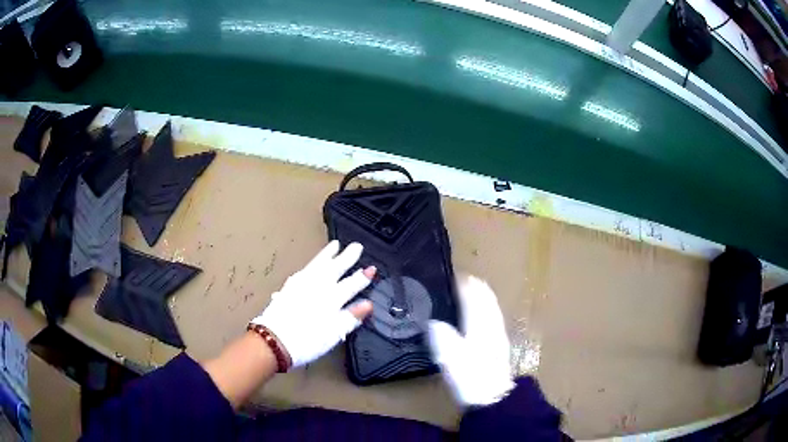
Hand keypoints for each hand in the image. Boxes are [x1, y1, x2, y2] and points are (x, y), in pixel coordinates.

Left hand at [251, 241, 375, 367]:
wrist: (274, 341)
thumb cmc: (307, 341)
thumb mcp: (334, 333)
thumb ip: (351, 317)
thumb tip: (368, 305)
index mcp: (331, 300)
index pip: (351, 285)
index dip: (362, 278)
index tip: (372, 269)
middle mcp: (317, 287)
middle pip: (335, 269)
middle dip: (347, 258)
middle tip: (356, 246)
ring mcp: (301, 285)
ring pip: (318, 265)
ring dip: (328, 255)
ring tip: (335, 245)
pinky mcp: (289, 287)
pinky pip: (305, 269)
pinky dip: (312, 264)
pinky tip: (313, 264)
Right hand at [428, 275, 514, 406]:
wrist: (493, 396)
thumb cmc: (470, 377)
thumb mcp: (449, 358)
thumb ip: (442, 337)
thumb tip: (433, 322)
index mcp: (478, 323)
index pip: (473, 296)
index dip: (463, 284)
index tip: (452, 275)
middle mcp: (491, 323)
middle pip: (486, 297)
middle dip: (474, 285)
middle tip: (460, 279)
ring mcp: (498, 332)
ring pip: (492, 305)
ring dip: (482, 294)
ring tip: (471, 290)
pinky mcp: (500, 342)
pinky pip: (494, 314)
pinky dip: (487, 306)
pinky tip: (482, 313)